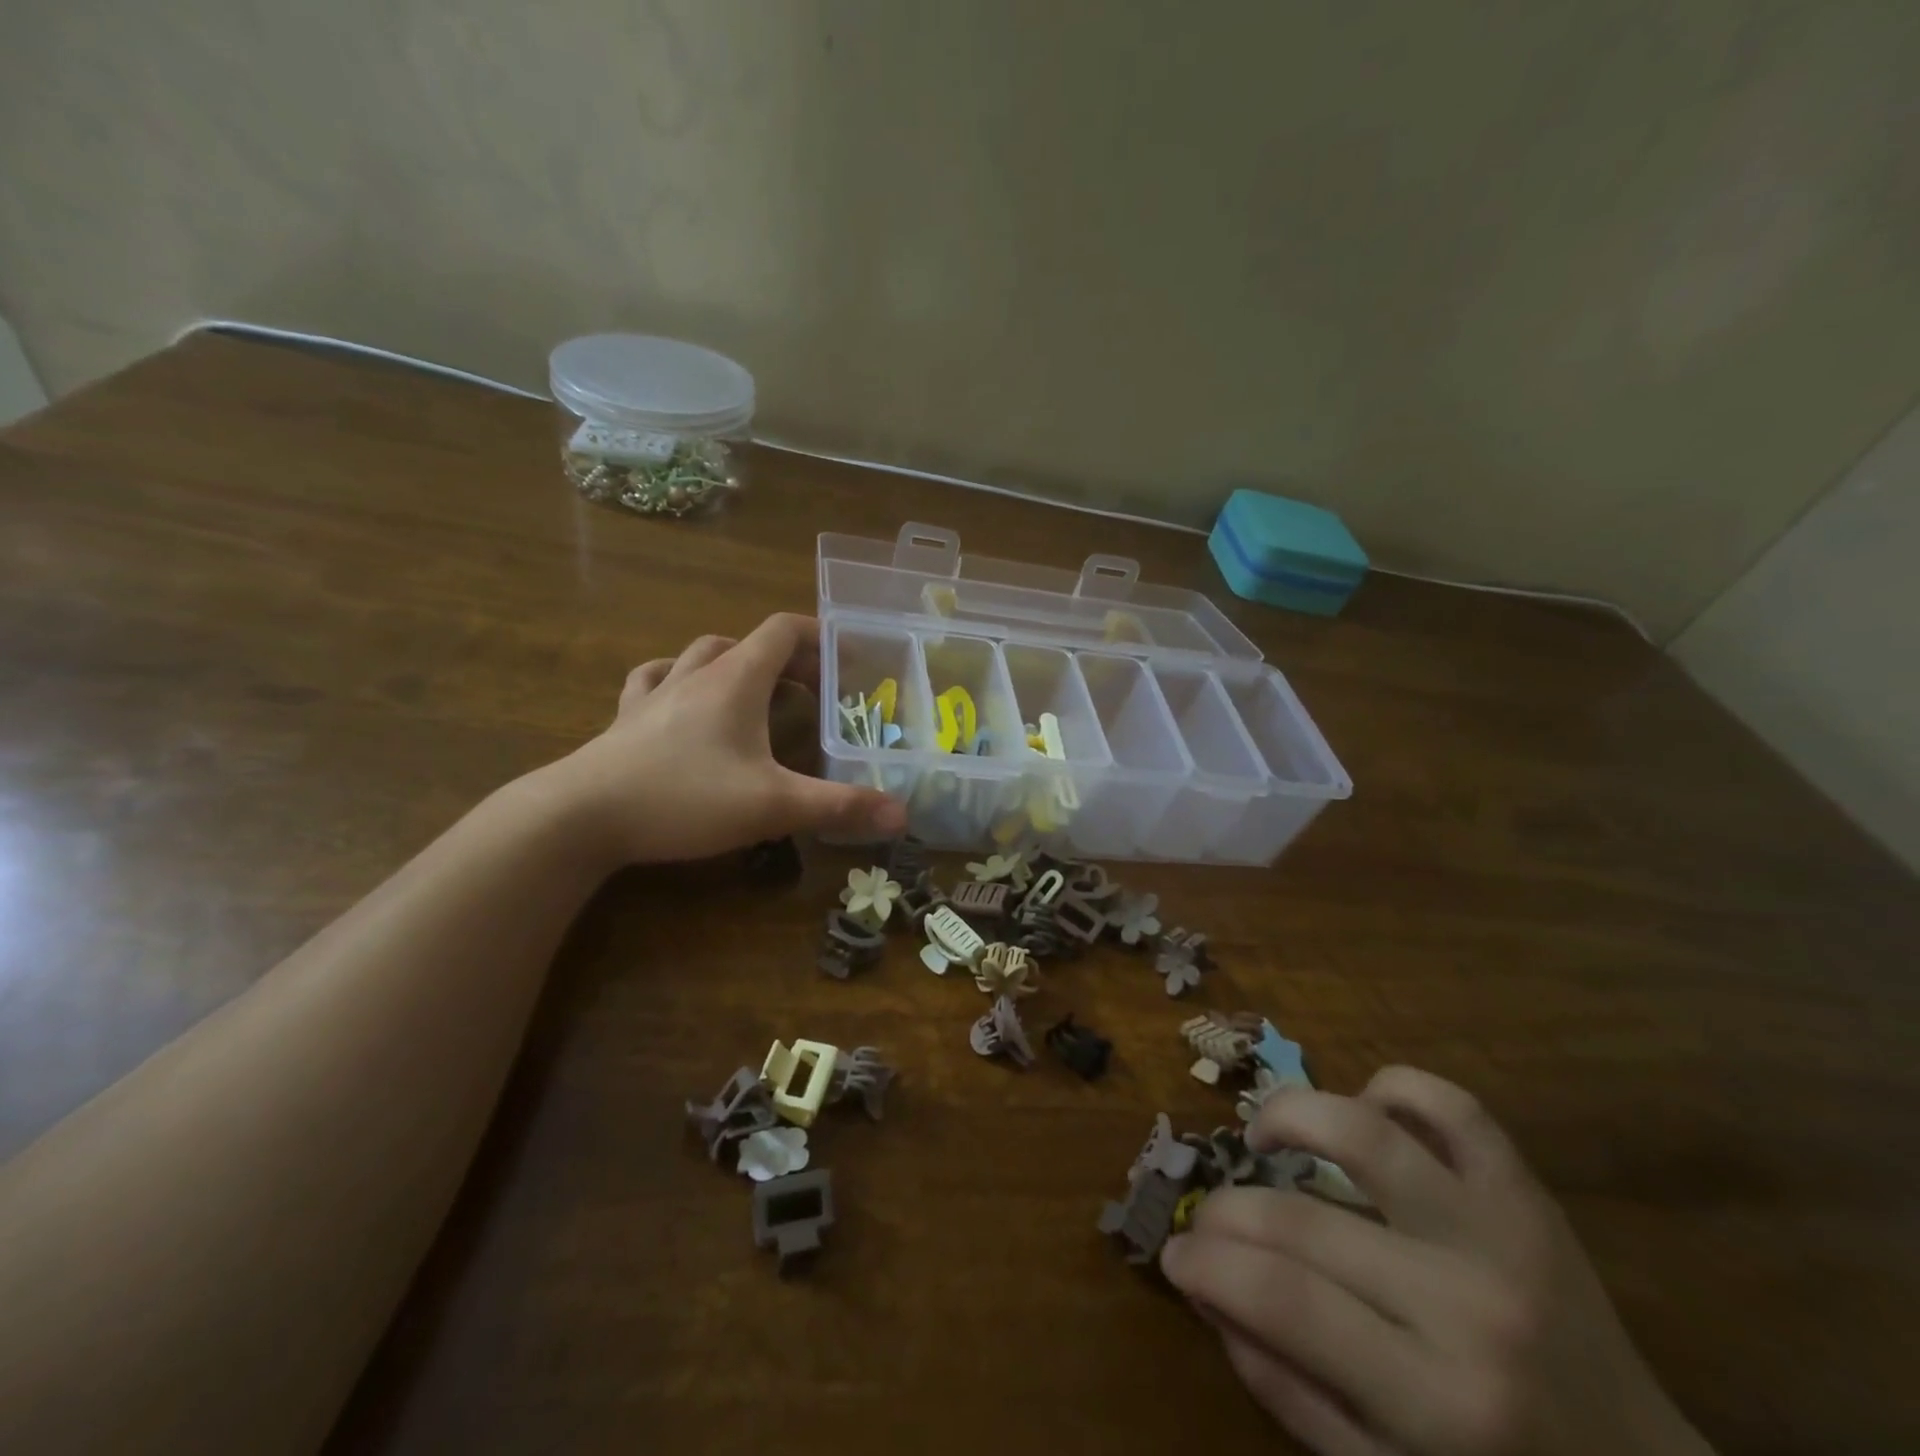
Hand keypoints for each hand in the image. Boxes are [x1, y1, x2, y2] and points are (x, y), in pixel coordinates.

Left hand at [547, 613, 906, 864]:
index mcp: (736, 680)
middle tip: (810, 690)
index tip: (847, 658)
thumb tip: (902, 815)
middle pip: (746, 642)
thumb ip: (840, 807)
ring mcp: (655, 694)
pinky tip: (680, 698)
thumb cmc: (684, 798)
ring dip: (732, 662)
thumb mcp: (773, 805)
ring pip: (699, 654)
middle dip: (784, 658)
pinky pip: (654, 680)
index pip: (782, 630)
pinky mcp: (625, 720)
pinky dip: (677, 679)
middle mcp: (696, 675)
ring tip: (753, 690)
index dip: (818, 636)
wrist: (580, 817)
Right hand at [1160, 1068, 1712, 1455]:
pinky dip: (1393, 1090)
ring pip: (1366, 1133)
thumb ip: (1285, 1387)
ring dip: (1290, 1116)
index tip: (1176, 1254)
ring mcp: (1504, 1233)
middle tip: (1207, 1217)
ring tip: (1263, 1137)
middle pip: (1303, 1219)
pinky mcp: (1529, 1193)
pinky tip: (1363, 1112)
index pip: (1280, 1298)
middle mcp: (1468, 1303)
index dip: (1207, 1263)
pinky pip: (1453, 1106)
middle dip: (1226, 1210)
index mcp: (1438, 1403)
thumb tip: (1206, 1289)